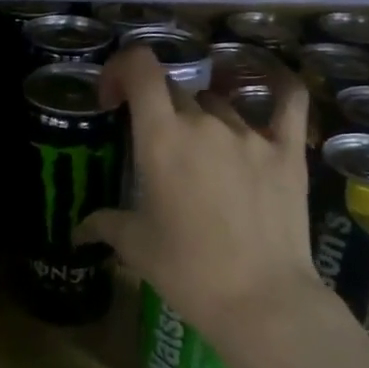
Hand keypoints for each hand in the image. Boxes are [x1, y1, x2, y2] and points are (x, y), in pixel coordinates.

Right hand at [77, 47, 323, 335]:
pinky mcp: (288, 151)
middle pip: (175, 91)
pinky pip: (288, 102)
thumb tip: (80, 230)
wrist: (259, 298)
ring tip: (201, 153)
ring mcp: (251, 134)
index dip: (121, 69)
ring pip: (219, 104)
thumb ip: (105, 225)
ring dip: (202, 117)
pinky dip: (278, 87)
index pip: (140, 69)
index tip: (112, 98)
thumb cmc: (187, 271)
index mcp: (161, 138)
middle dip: (157, 109)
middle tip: (154, 146)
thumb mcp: (136, 247)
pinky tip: (273, 86)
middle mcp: (205, 124)